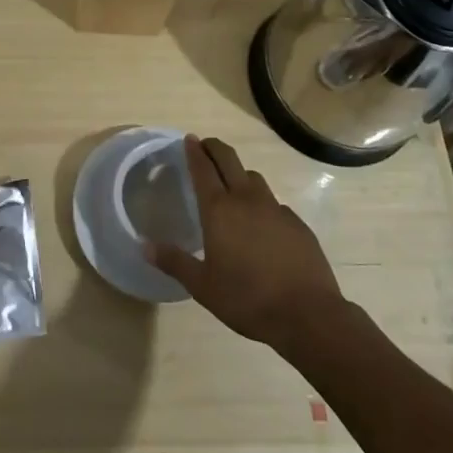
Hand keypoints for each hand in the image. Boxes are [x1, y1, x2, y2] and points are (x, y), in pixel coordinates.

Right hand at [145, 136, 344, 349]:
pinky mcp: (297, 223)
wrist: (307, 314)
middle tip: (205, 145)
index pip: (203, 169)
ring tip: (232, 184)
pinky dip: (262, 203)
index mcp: (219, 210)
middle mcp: (247, 200)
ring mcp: (276, 209)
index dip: (194, 152)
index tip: (189, 139)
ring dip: (239, 173)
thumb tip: (145, 246)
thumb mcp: (203, 286)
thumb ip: (175, 262)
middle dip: (215, 148)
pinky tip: (261, 223)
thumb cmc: (247, 299)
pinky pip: (274, 203)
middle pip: (229, 160)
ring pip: (254, 178)